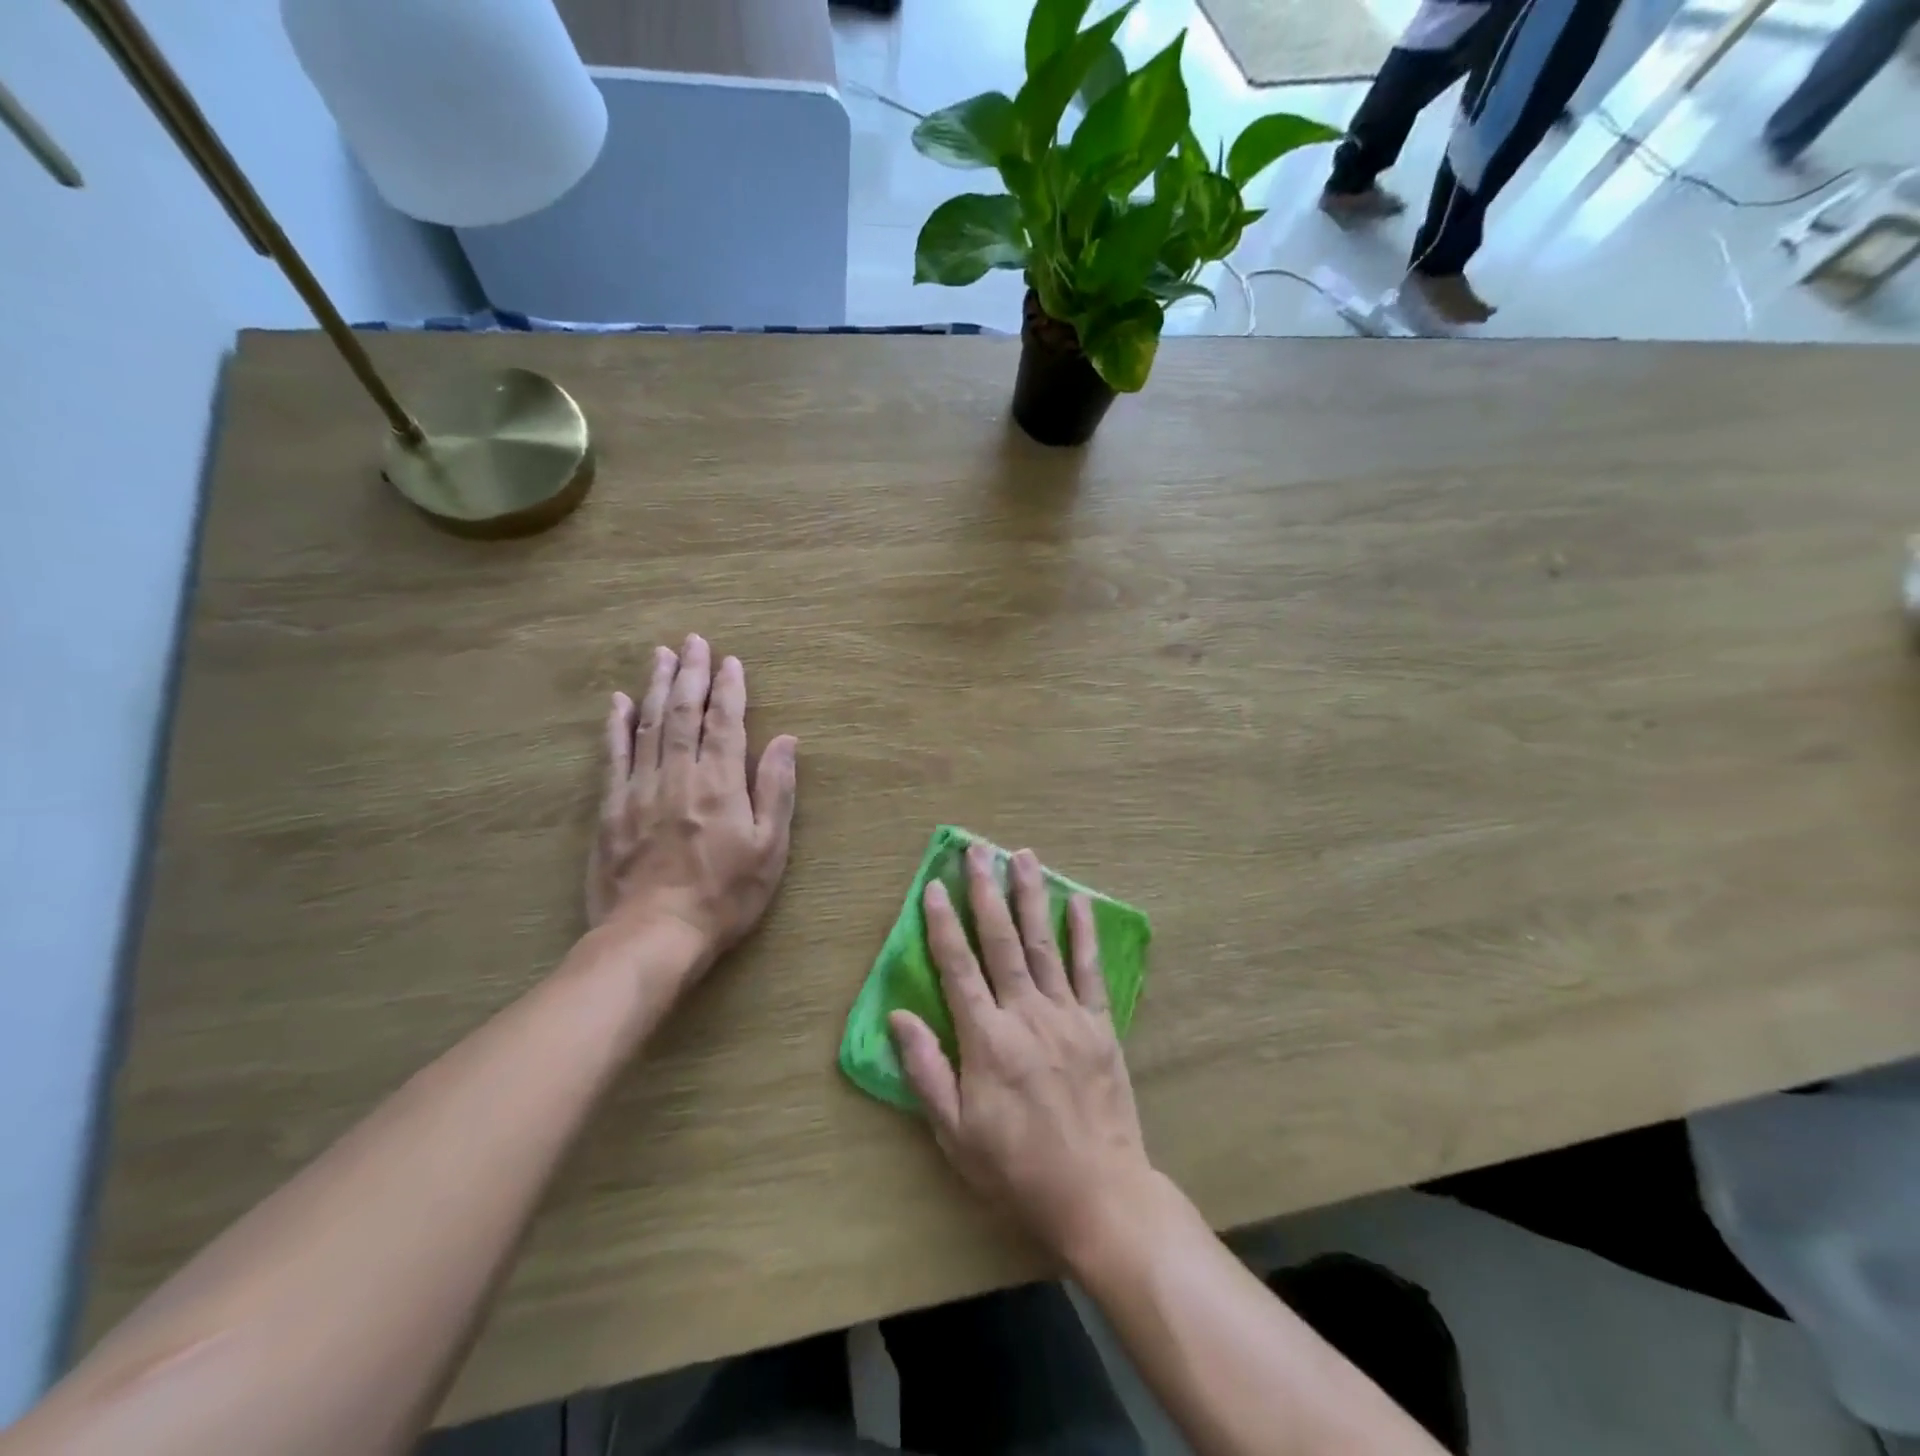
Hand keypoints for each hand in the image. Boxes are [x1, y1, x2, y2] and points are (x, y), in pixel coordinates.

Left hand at [588, 636, 797, 969]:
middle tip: (693, 641)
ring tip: (661, 655)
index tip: (731, 661)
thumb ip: (776, 790)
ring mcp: (639, 789)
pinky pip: (614, 756)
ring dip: (657, 687)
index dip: (729, 689)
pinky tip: (619, 702)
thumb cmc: (724, 895)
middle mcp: (678, 775)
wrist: (654, 935)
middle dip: (691, 674)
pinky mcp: (611, 808)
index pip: (725, 723)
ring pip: (649, 725)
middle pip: (684, 713)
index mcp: (720, 783)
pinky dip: (617, 726)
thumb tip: (785, 741)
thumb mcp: (769, 849)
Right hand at [889, 844, 1154, 1262]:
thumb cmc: (1016, 1169)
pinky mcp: (1100, 1025)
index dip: (941, 923)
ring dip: (1031, 897)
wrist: (1098, 1194)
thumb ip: (926, 1071)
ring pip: (1043, 943)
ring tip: (1023, 856)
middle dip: (985, 892)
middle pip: (1000, 941)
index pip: (957, 967)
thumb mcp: (955, 1134)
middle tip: (977, 851)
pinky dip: (1084, 933)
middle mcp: (1025, 1014)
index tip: (932, 884)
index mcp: (986, 1040)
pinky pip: (1090, 969)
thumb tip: (898, 1017)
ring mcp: (1067, 1015)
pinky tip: (1079, 901)